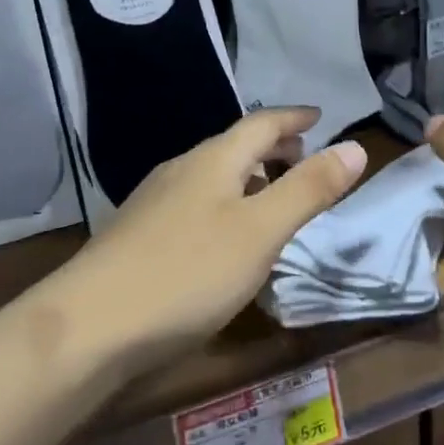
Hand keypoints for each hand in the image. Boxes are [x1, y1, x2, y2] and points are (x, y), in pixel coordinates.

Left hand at [67, 109, 366, 360]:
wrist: (87, 328)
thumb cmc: (187, 273)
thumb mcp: (261, 232)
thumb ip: (308, 189)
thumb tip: (356, 146)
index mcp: (213, 161)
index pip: (261, 123)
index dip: (293, 119)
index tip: (319, 116)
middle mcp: (180, 171)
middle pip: (233, 147)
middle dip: (272, 147)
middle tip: (303, 157)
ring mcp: (152, 203)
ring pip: (211, 177)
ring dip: (248, 177)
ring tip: (271, 194)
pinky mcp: (137, 236)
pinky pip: (194, 203)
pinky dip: (224, 204)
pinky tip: (224, 237)